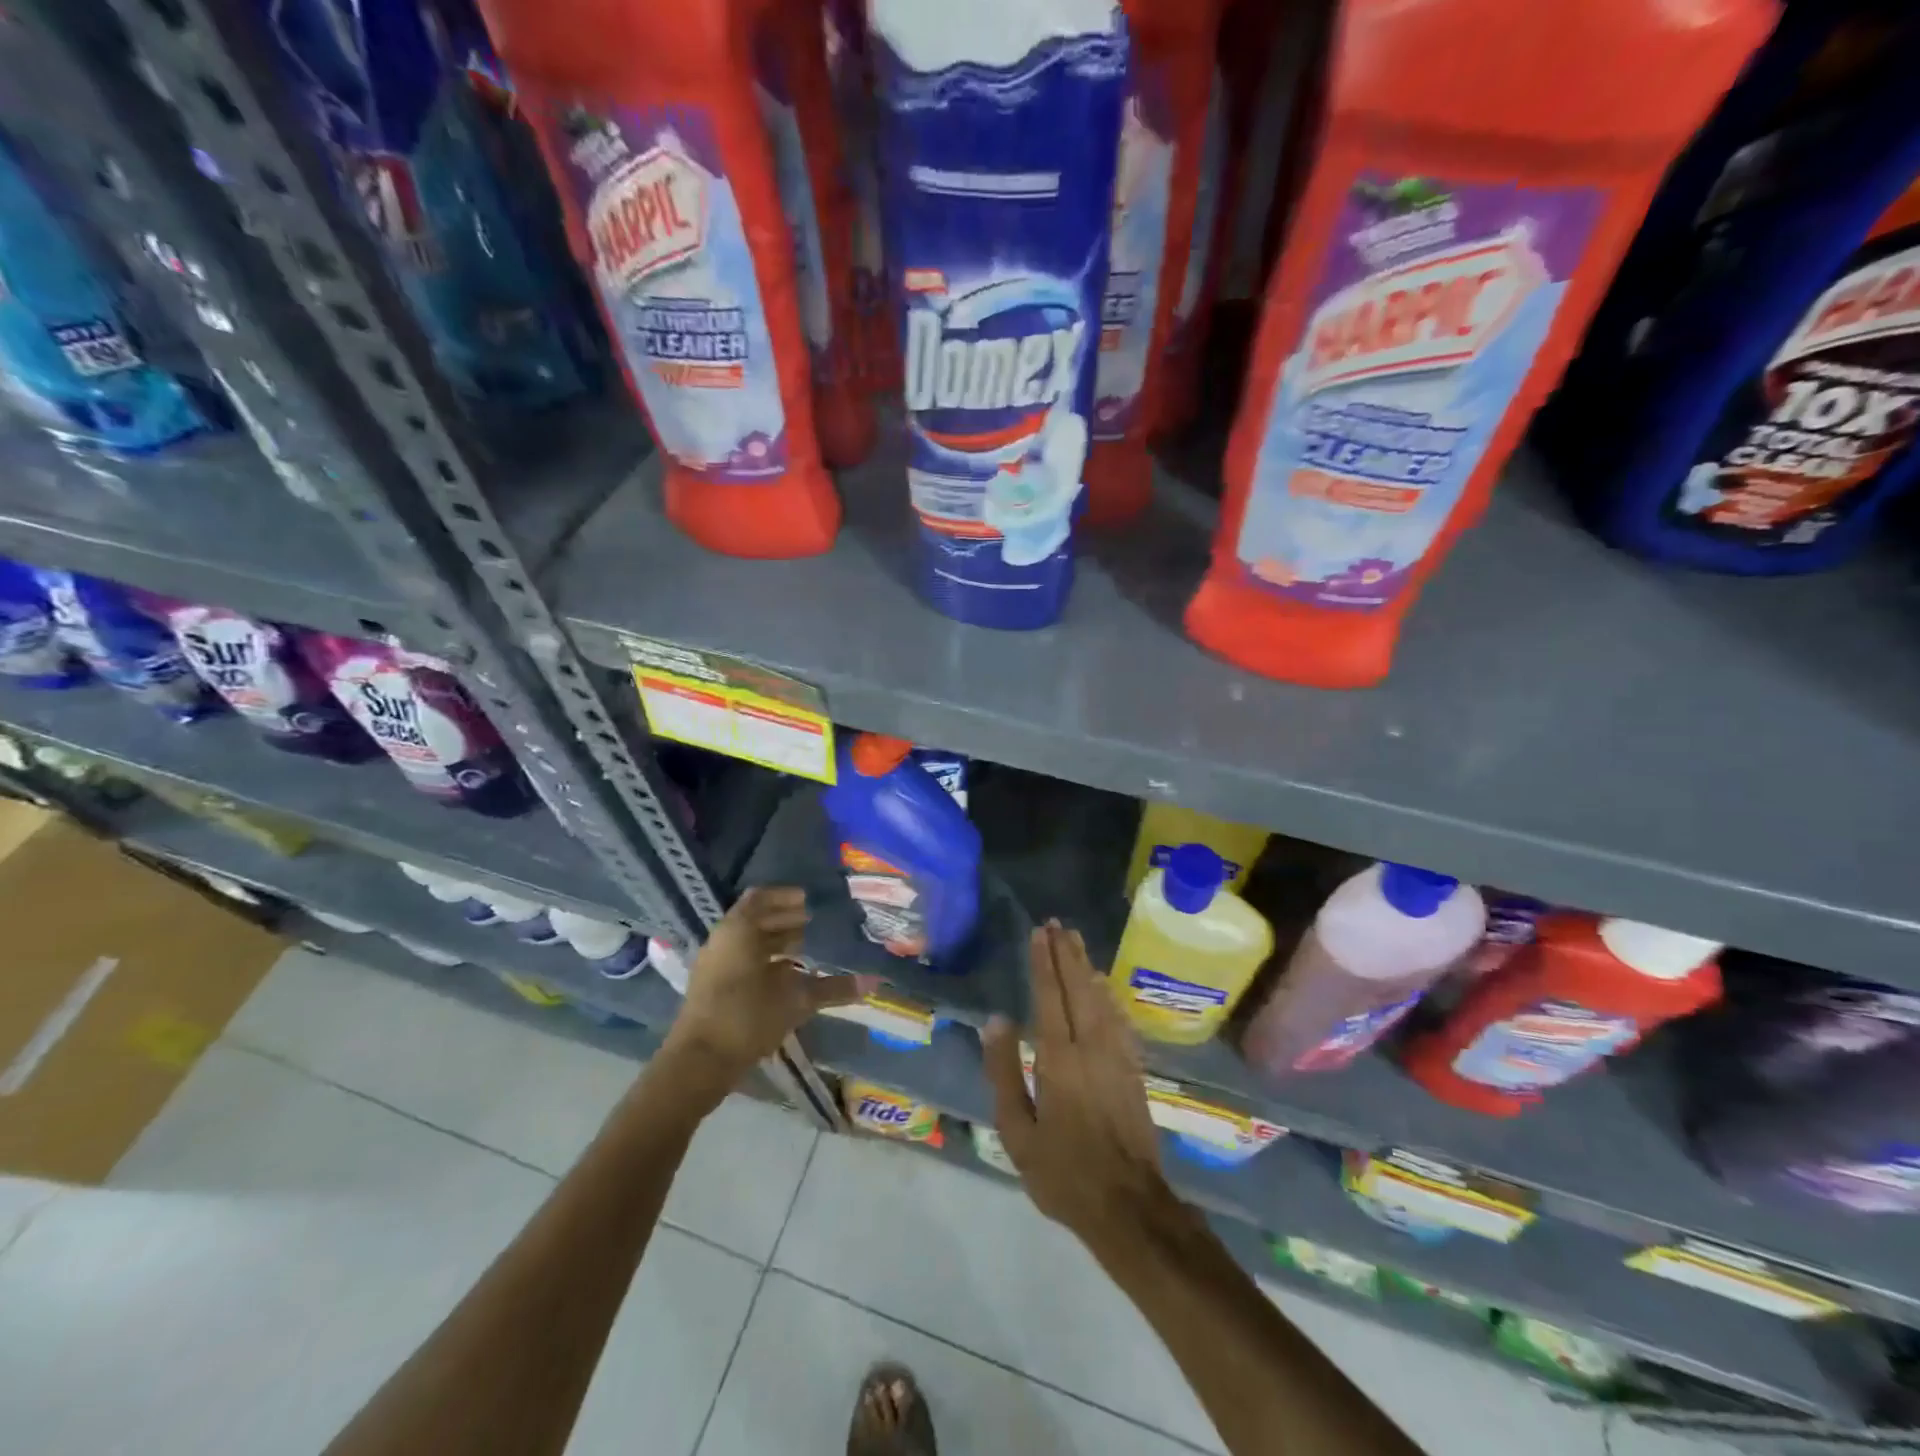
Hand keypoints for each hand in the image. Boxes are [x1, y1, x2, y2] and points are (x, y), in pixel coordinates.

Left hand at [661, 887, 860, 1095]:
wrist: (698, 1062)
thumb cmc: (747, 1018)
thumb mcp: (795, 1001)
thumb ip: (833, 989)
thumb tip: (874, 981)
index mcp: (739, 930)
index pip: (761, 898)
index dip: (786, 897)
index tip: (810, 901)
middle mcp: (724, 939)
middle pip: (755, 918)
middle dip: (784, 918)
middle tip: (814, 922)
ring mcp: (715, 963)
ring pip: (747, 940)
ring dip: (774, 940)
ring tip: (805, 947)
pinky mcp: (712, 986)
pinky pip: (741, 959)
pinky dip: (764, 959)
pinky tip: (787, 975)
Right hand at [982, 921, 1174, 1251]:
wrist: (1128, 1205)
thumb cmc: (1062, 1172)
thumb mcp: (1017, 1131)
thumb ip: (1004, 1072)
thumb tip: (996, 1021)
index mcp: (1059, 1058)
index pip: (1050, 997)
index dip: (1043, 962)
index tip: (1039, 932)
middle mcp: (1091, 1046)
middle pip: (1078, 988)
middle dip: (1066, 954)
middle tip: (1058, 924)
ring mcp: (1117, 1056)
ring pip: (1101, 999)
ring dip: (1087, 967)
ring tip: (1076, 941)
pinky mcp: (1133, 1070)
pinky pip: (1119, 1020)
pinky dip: (1109, 996)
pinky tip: (1105, 987)